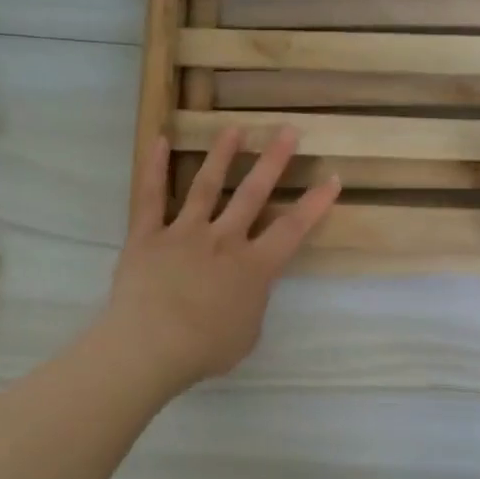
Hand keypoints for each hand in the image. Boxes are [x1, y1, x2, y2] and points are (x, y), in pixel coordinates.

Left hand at [102, 126, 339, 391]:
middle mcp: (223, 240)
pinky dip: (154, 168)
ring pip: (206, 186)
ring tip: (234, 128)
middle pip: (252, 194)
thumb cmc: (205, 350)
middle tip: (287, 131)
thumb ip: (253, 303)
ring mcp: (184, 233)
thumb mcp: (247, 334)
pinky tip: (160, 140)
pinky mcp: (147, 236)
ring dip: (222, 155)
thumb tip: (249, 288)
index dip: (315, 204)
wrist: (150, 347)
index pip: (292, 229)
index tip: (332, 177)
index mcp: (253, 267)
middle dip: (273, 161)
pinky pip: (150, 197)